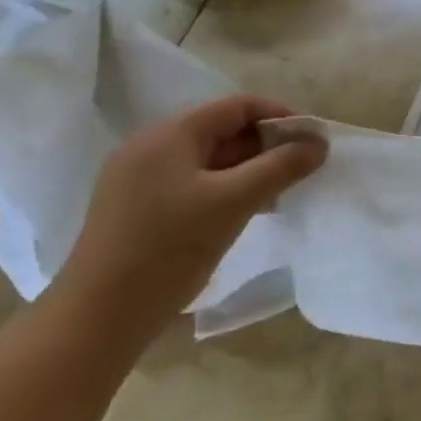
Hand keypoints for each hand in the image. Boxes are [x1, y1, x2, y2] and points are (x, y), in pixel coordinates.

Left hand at [50, 95, 327, 338]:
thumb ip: (281, 167)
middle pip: (222, 130)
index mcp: (169, 135)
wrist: (101, 314)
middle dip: (267, 145)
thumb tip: (319, 143)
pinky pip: (192, 182)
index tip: (313, 140)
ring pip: (209, 159)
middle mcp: (150, 147)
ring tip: (280, 193)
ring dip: (249, 169)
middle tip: (301, 170)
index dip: (281, 116)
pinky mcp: (137, 207)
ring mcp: (139, 178)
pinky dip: (226, 188)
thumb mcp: (235, 201)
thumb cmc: (170, 247)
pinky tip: (245, 211)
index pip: (237, 106)